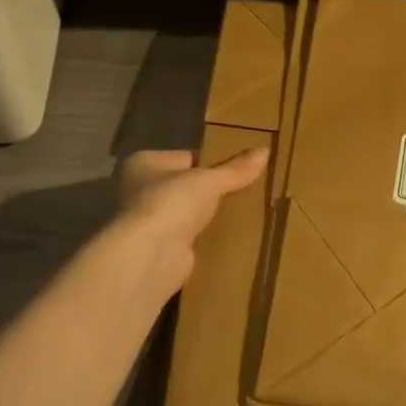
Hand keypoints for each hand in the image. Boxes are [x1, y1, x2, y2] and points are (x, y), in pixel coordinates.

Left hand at [117, 147, 268, 292]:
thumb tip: (265, 151)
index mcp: (145, 163)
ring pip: (189, 212)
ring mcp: (149, 221)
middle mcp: (140, 190)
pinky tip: (232, 234)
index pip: (185, 157)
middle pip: (187, 185)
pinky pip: (191, 235)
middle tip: (248, 188)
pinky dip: (208, 236)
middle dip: (212, 189)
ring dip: (210, 214)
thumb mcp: (210, 180)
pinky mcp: (161, 247)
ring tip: (246, 210)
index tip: (240, 166)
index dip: (212, 161)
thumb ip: (236, 169)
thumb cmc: (172, 202)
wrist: (151, 255)